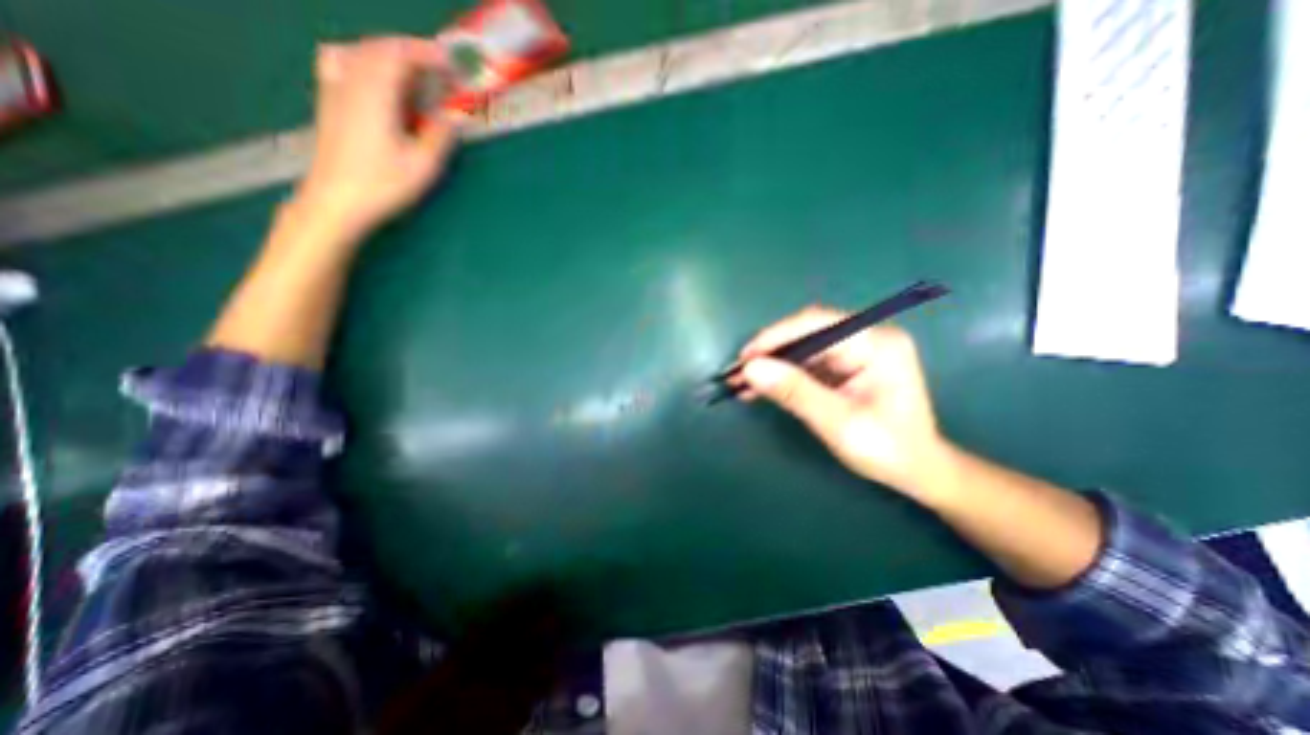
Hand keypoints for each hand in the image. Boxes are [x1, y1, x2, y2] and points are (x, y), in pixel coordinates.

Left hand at [292, 33, 460, 240]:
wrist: (336, 200)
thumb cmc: (383, 185)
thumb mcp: (422, 166)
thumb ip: (440, 137)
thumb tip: (455, 117)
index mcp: (375, 95)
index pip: (398, 55)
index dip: (426, 53)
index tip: (451, 64)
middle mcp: (351, 82)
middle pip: (379, 48)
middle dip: (412, 54)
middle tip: (440, 73)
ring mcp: (335, 89)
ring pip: (359, 52)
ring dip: (390, 56)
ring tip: (414, 75)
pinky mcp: (329, 101)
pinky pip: (341, 62)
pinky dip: (362, 59)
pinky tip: (374, 75)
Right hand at [735, 305, 953, 499]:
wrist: (916, 471)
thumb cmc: (887, 449)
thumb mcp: (838, 422)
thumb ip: (795, 392)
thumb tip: (750, 370)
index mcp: (876, 343)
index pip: (817, 324)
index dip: (776, 336)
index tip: (746, 357)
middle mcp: (865, 338)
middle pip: (806, 333)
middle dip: (769, 352)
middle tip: (737, 372)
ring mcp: (854, 352)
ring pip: (800, 349)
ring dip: (770, 365)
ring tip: (740, 382)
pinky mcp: (843, 366)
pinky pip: (804, 364)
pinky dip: (780, 376)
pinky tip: (758, 388)